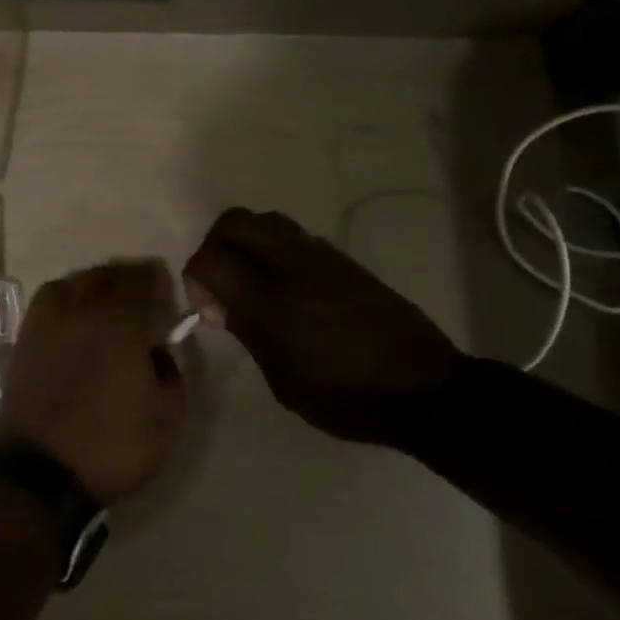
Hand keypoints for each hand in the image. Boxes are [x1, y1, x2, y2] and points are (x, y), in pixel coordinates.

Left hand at [0, 259, 187, 505]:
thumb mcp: (167, 416)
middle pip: (108, 275)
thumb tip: (158, 348)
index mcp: (120, 321)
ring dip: (96, 284)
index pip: (144, 281)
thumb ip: (172, 371)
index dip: (160, 282)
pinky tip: (76, 318)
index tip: (169, 295)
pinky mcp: (24, 337)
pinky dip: (67, 298)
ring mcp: (46, 320)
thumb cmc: (112, 444)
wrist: (39, 472)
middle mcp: (81, 308)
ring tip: (109, 304)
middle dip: (130, 279)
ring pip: (75, 281)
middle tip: (144, 297)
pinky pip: (50, 300)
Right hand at [182, 208, 460, 447]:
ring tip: (254, 282)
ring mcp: (322, 257)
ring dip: (248, 243)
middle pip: (235, 221)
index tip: (211, 309)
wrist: (424, 389)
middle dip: (216, 245)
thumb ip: (248, 332)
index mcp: (271, 302)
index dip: (196, 279)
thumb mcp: (283, 381)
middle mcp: (292, 267)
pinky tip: (290, 289)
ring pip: (267, 221)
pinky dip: (277, 251)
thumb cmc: (346, 398)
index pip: (210, 258)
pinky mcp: (345, 260)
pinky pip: (296, 237)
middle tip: (222, 282)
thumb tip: (223, 303)